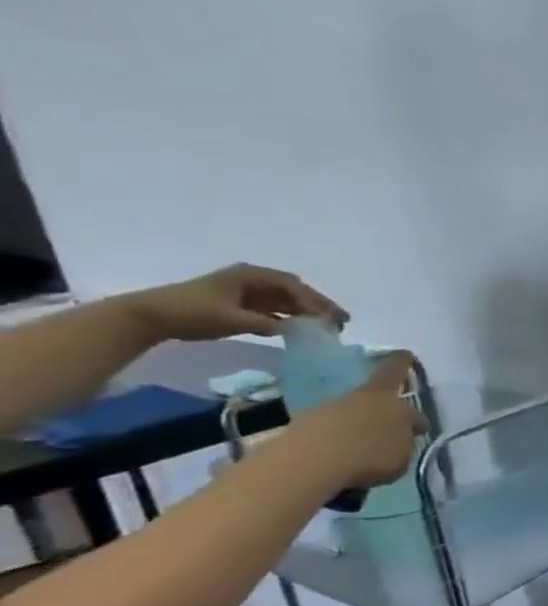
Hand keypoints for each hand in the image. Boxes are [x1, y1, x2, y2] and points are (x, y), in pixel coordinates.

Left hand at [125, 264, 348, 341]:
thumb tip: (301, 330)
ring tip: (326, 328)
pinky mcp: (240, 305)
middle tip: (341, 322)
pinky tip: (300, 330)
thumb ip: (269, 323)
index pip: (293, 286)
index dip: (316, 302)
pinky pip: (273, 309)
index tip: (333, 318)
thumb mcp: (233, 319)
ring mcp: (246, 292)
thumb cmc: (191, 312)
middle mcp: (252, 280)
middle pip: (294, 291)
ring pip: (286, 300)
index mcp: (251, 276)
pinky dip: (289, 318)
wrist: (149, 317)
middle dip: (318, 306)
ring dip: (306, 313)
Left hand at [280, 352, 421, 489]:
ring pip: (351, 410)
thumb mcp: (404, 449)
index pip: (396, 370)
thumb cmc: (371, 454)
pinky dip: (339, 437)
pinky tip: (345, 452)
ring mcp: (326, 410)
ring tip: (369, 440)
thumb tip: (404, 430)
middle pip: (372, 391)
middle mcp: (357, 396)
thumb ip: (406, 435)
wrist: (310, 464)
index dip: (403, 363)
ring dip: (360, 421)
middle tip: (392, 410)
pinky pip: (330, 428)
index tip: (406, 355)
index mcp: (386, 395)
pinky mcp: (302, 429)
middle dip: (383, 399)